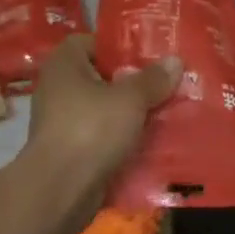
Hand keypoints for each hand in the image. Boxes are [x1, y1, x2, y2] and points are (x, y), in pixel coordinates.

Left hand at [23, 35, 181, 220]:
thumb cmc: (91, 129)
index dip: (120, 46)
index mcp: (65, 64)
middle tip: (165, 81)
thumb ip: (153, 79)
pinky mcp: (70, 151)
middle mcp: (58, 89)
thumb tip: (175, 61)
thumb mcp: (131, 98)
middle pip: (102, 76)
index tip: (149, 54)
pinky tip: (152, 139)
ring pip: (105, 109)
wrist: (59, 191)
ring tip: (166, 109)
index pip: (93, 42)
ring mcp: (62, 122)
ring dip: (131, 112)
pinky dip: (123, 138)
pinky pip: (103, 136)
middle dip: (133, 81)